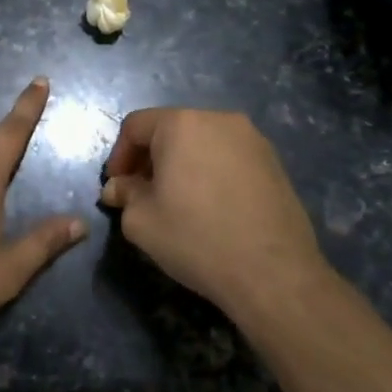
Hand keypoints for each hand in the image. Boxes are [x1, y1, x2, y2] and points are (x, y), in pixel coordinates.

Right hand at [99, 109, 326, 321]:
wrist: (273, 273)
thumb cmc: (196, 238)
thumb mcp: (141, 221)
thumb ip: (124, 195)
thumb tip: (118, 188)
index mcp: (181, 124)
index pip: (136, 126)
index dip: (119, 156)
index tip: (117, 187)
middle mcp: (218, 119)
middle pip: (171, 130)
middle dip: (151, 159)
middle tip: (143, 194)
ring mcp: (252, 138)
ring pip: (202, 142)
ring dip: (182, 164)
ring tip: (179, 201)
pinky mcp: (274, 161)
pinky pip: (229, 157)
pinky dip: (212, 172)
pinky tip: (212, 207)